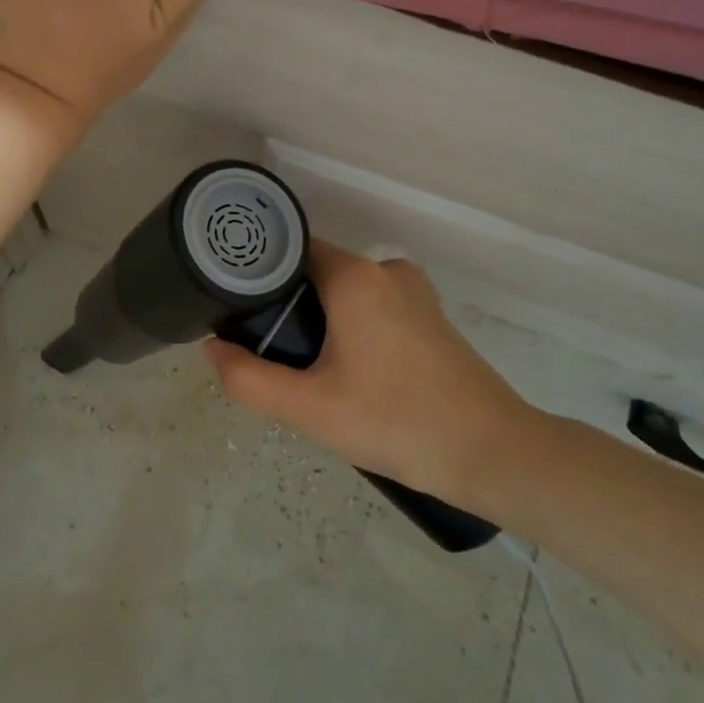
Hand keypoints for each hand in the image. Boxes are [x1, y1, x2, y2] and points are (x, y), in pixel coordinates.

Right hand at [204, 242, 533, 507]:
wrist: (491, 452)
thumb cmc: (395, 422)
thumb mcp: (309, 408)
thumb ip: (249, 377)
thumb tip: (212, 348)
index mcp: (355, 277)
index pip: (291, 250)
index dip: (260, 274)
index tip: (238, 307)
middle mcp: (386, 269)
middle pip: (318, 271)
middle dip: (290, 306)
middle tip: (272, 352)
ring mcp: (415, 291)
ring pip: (348, 292)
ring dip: (323, 321)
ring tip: (309, 370)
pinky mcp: (432, 315)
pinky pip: (375, 307)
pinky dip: (354, 328)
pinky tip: (351, 374)